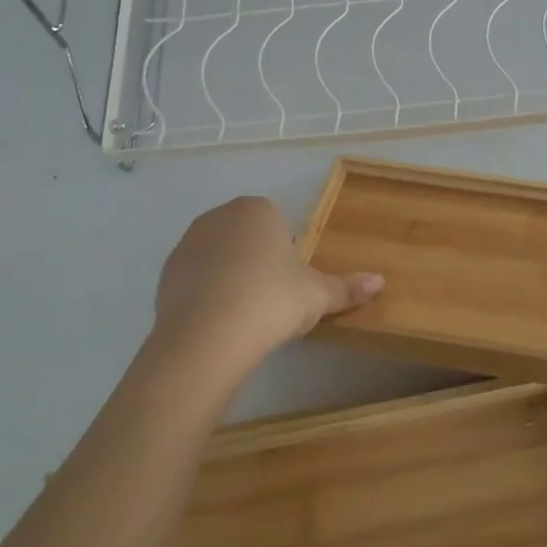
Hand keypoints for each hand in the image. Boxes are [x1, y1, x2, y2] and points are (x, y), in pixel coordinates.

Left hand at [149, 196, 383, 374]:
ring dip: (229, 276)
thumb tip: (381, 281)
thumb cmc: (272, 301)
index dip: (284, 253)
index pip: (276, 223)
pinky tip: (217, 322)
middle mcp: (218, 216)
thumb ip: (348, 287)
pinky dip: (205, 294)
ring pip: (218, 256)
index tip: (289, 284)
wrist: (208, 336)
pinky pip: (194, 278)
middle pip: (245, 236)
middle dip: (256, 261)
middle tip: (270, 299)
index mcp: (257, 209)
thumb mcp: (318, 296)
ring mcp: (188, 242)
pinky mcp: (166, 272)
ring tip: (243, 314)